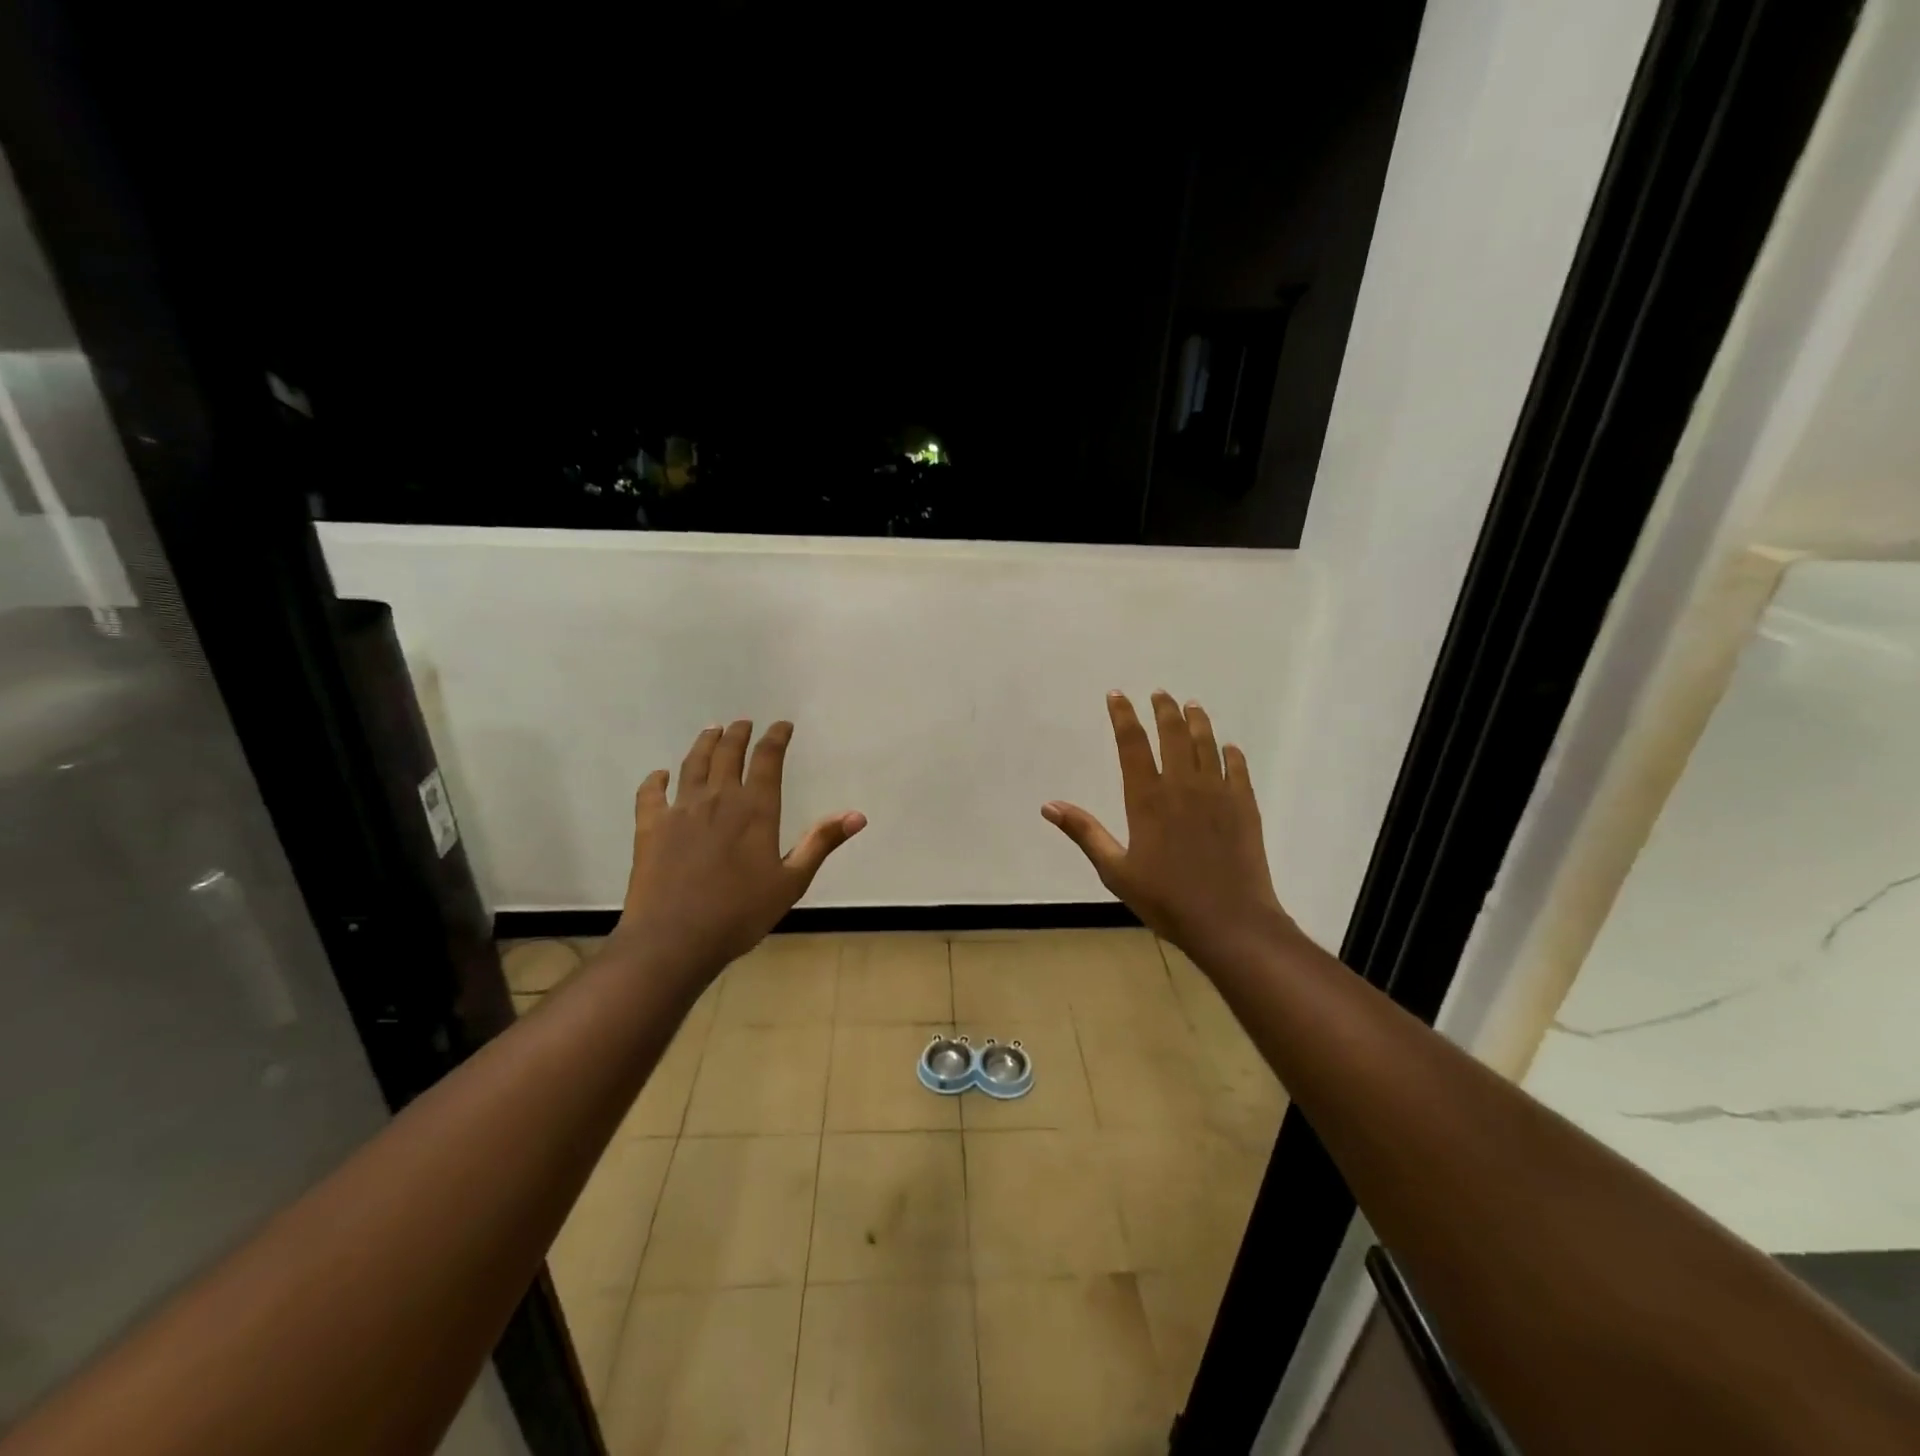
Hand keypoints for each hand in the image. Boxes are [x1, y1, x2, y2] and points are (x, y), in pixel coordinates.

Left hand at [613, 720, 864, 987]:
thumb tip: (857, 815)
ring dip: (704, 744)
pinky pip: (651, 793)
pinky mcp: (650, 826)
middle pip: (728, 753)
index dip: (776, 738)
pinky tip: (659, 775)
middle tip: (744, 723)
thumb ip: (820, 843)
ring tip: (711, 730)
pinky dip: (656, 780)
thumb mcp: (791, 882)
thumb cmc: (740, 914)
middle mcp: (718, 799)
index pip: (768, 759)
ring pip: (693, 764)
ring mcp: (680, 810)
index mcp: (755, 809)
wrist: (674, 939)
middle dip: (738, 734)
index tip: (782, 725)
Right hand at [1043, 691, 1295, 965]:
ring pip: (1207, 744)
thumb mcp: (1115, 870)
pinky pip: (1237, 768)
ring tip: (1191, 706)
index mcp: (1147, 798)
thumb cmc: (1166, 899)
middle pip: (1173, 734)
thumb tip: (1048, 806)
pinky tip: (1228, 747)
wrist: (1230, 921)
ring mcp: (1218, 793)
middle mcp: (1182, 785)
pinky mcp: (1244, 806)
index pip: (1132, 744)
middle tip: (1160, 693)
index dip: (1123, 716)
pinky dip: (1230, 753)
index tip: (1117, 695)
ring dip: (1197, 722)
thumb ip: (1084, 833)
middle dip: (1164, 709)